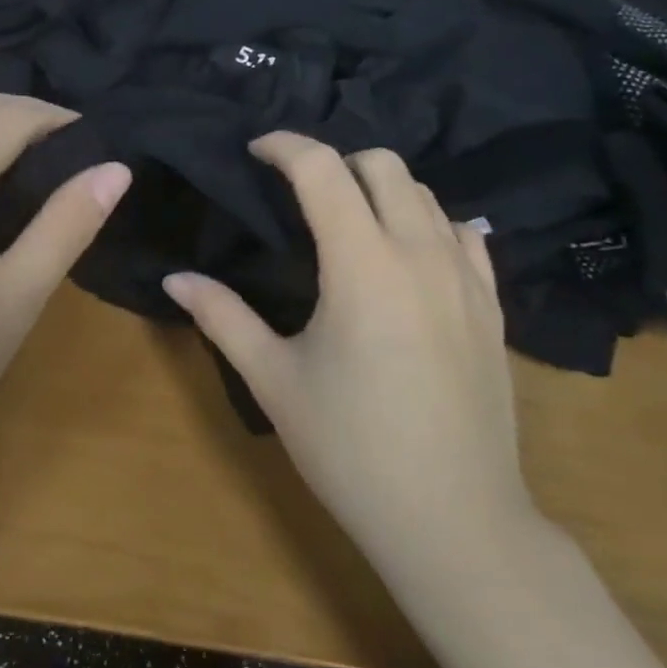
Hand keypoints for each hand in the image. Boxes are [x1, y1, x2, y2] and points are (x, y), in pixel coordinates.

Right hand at [164, 132, 539, 590]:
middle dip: (334, 160)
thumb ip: (222, 317)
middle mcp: (420, 253)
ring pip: (426, 194)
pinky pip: (463, 234)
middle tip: (296, 191)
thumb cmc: (351, 449)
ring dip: (380, 188)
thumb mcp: (274, 380)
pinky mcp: (492, 307)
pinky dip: (427, 222)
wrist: (455, 521)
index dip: (284, 146)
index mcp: (362, 264)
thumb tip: (174, 277)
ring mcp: (466, 278)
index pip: (323, 168)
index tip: (255, 152)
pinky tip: (404, 255)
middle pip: (383, 163)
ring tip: (346, 220)